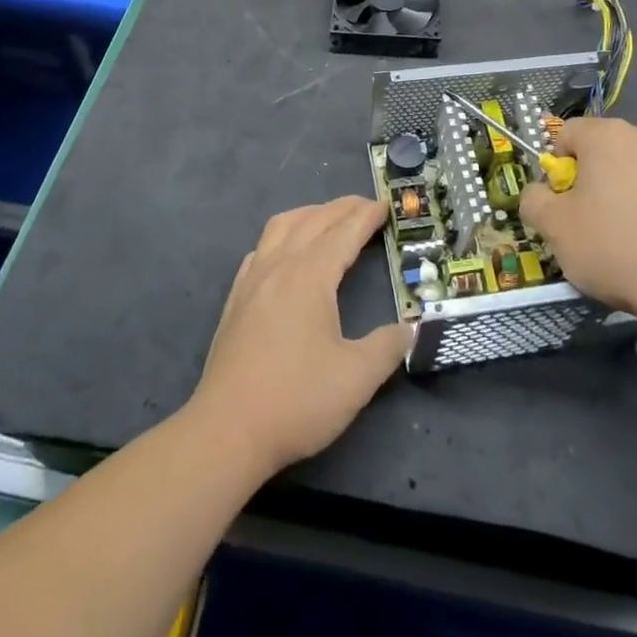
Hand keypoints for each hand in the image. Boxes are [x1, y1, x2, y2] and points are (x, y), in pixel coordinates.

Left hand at [188, 196, 411, 481]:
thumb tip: (410, 329)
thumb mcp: (356, 378)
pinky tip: (285, 253)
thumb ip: (388, 347)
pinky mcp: (235, 299)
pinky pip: (260, 248)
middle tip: (367, 207)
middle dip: (342, 208)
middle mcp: (280, 265)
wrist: (226, 431)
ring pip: (282, 226)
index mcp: (310, 275)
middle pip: (314, 220)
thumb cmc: (296, 400)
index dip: (367, 216)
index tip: (385, 205)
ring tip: (328, 218)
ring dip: (309, 214)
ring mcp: (252, 280)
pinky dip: (281, 236)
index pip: (344, 232)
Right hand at [521, 116, 636, 327]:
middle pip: (608, 150)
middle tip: (593, 221)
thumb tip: (538, 192)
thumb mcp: (555, 229)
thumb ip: (534, 201)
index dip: (558, 166)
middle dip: (596, 178)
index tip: (563, 202)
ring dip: (631, 192)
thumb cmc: (616, 249)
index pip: (568, 134)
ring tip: (632, 239)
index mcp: (608, 136)